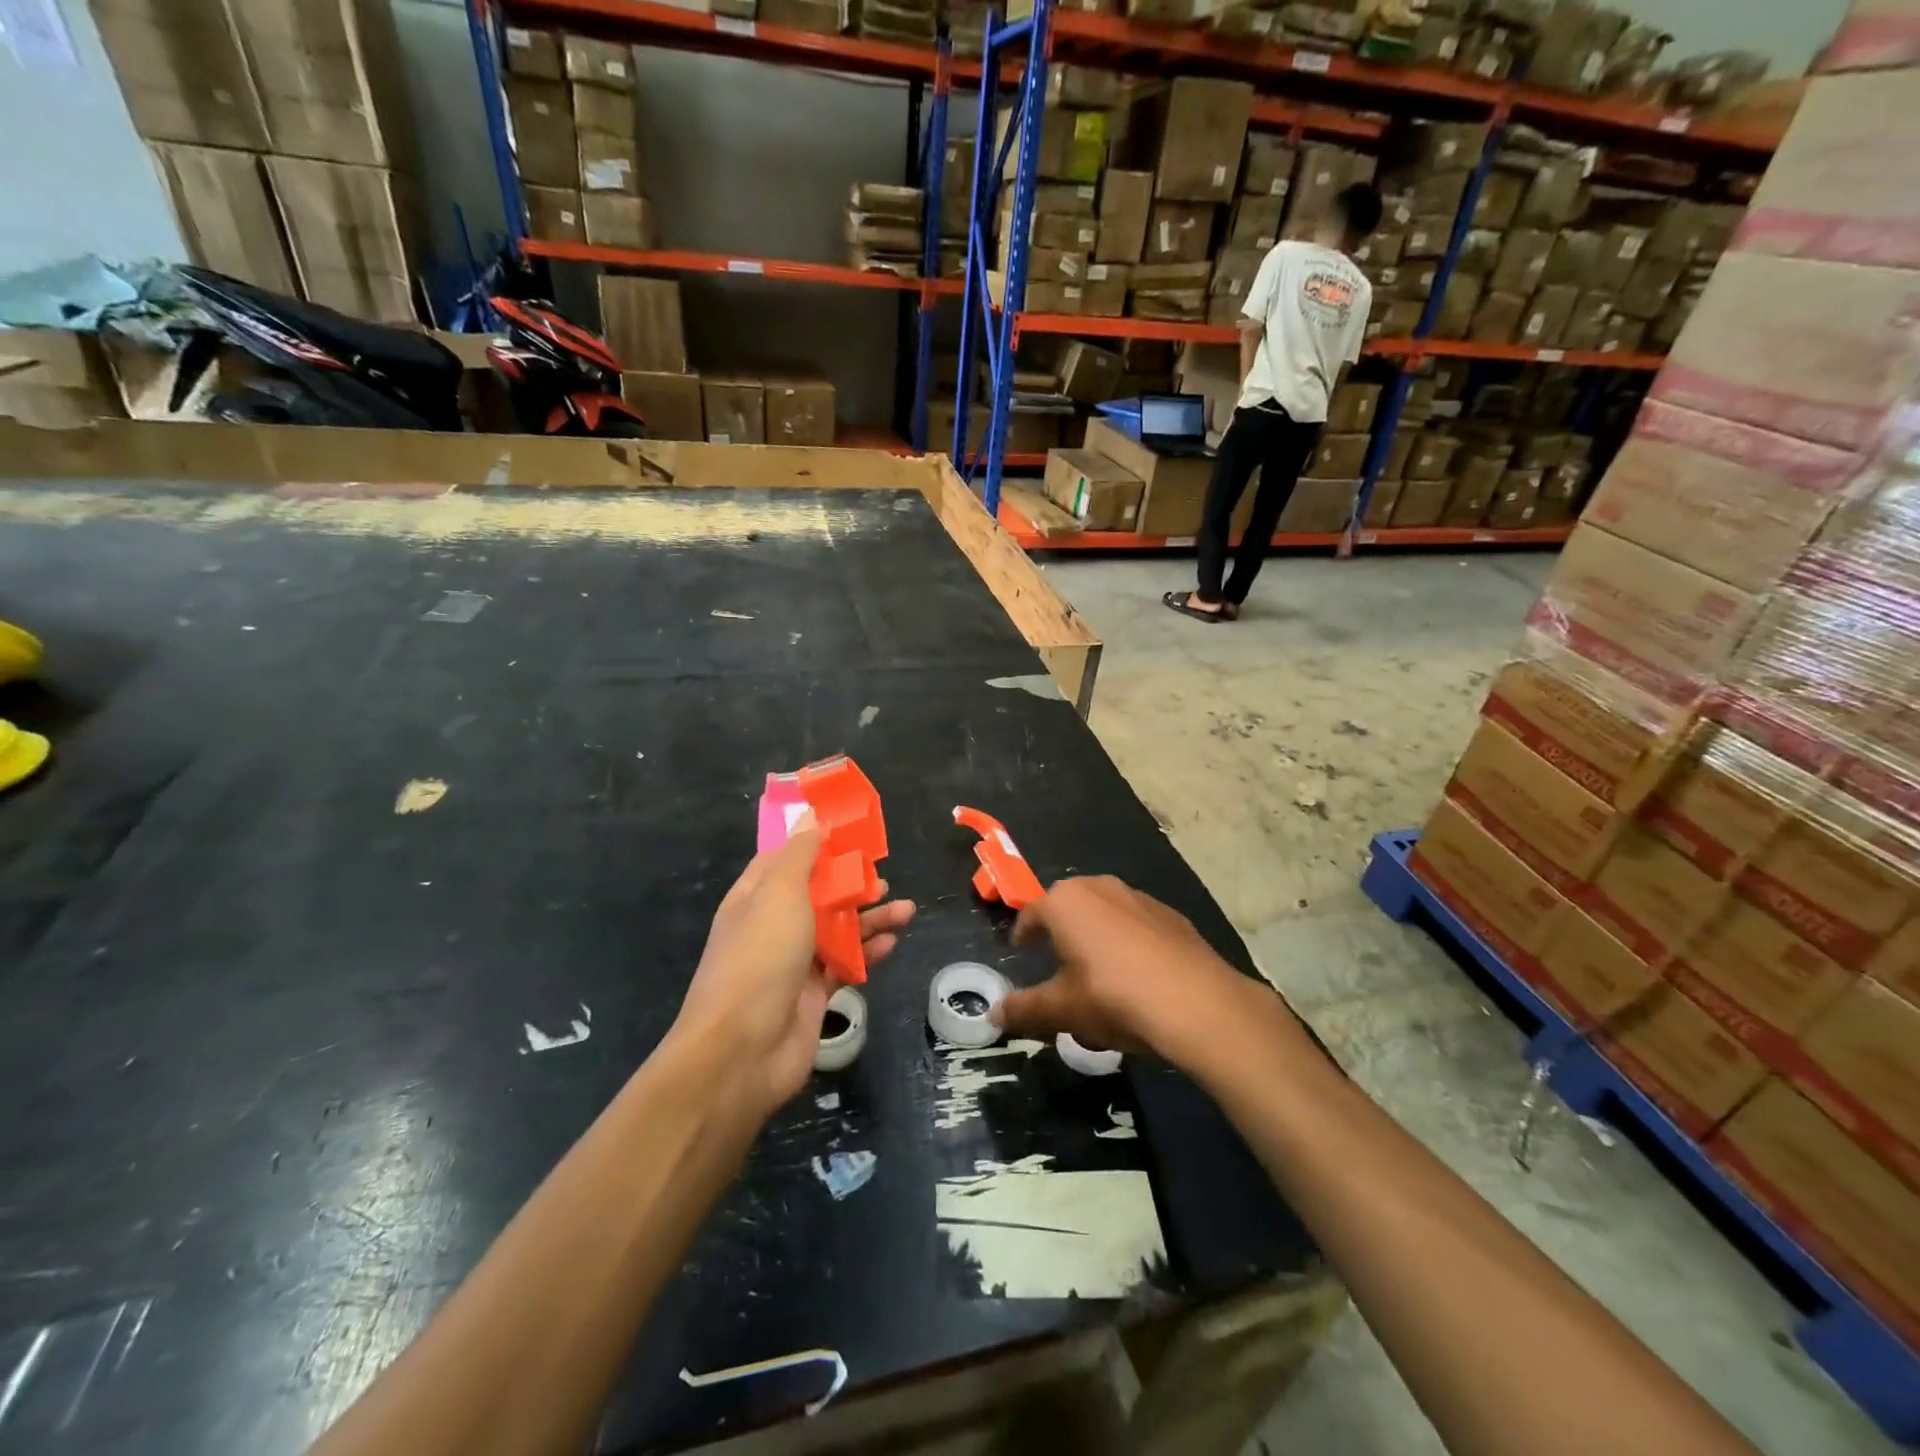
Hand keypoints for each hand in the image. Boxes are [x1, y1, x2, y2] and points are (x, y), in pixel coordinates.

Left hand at [672, 812, 913, 1118]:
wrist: (742, 1052)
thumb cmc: (759, 958)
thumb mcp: (779, 894)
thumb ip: (799, 855)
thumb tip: (810, 818)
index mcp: (755, 897)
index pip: (784, 859)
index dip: (815, 843)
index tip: (849, 830)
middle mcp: (773, 926)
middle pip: (817, 894)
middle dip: (850, 882)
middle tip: (882, 874)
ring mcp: (793, 962)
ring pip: (838, 929)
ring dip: (870, 917)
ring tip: (905, 909)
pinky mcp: (813, 993)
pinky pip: (846, 964)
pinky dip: (869, 952)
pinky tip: (894, 942)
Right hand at [990, 876, 1252, 1066]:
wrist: (1197, 1002)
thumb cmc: (1113, 997)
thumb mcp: (1062, 1009)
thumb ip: (1024, 1008)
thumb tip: (993, 1015)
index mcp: (1065, 901)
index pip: (1031, 914)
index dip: (1023, 935)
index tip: (1021, 951)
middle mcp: (1100, 887)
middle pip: (1069, 907)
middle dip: (1060, 931)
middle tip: (1056, 961)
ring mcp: (1139, 897)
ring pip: (1104, 913)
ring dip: (1095, 935)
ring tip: (1096, 971)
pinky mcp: (1170, 915)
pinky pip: (1136, 924)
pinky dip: (1127, 942)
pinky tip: (1136, 975)